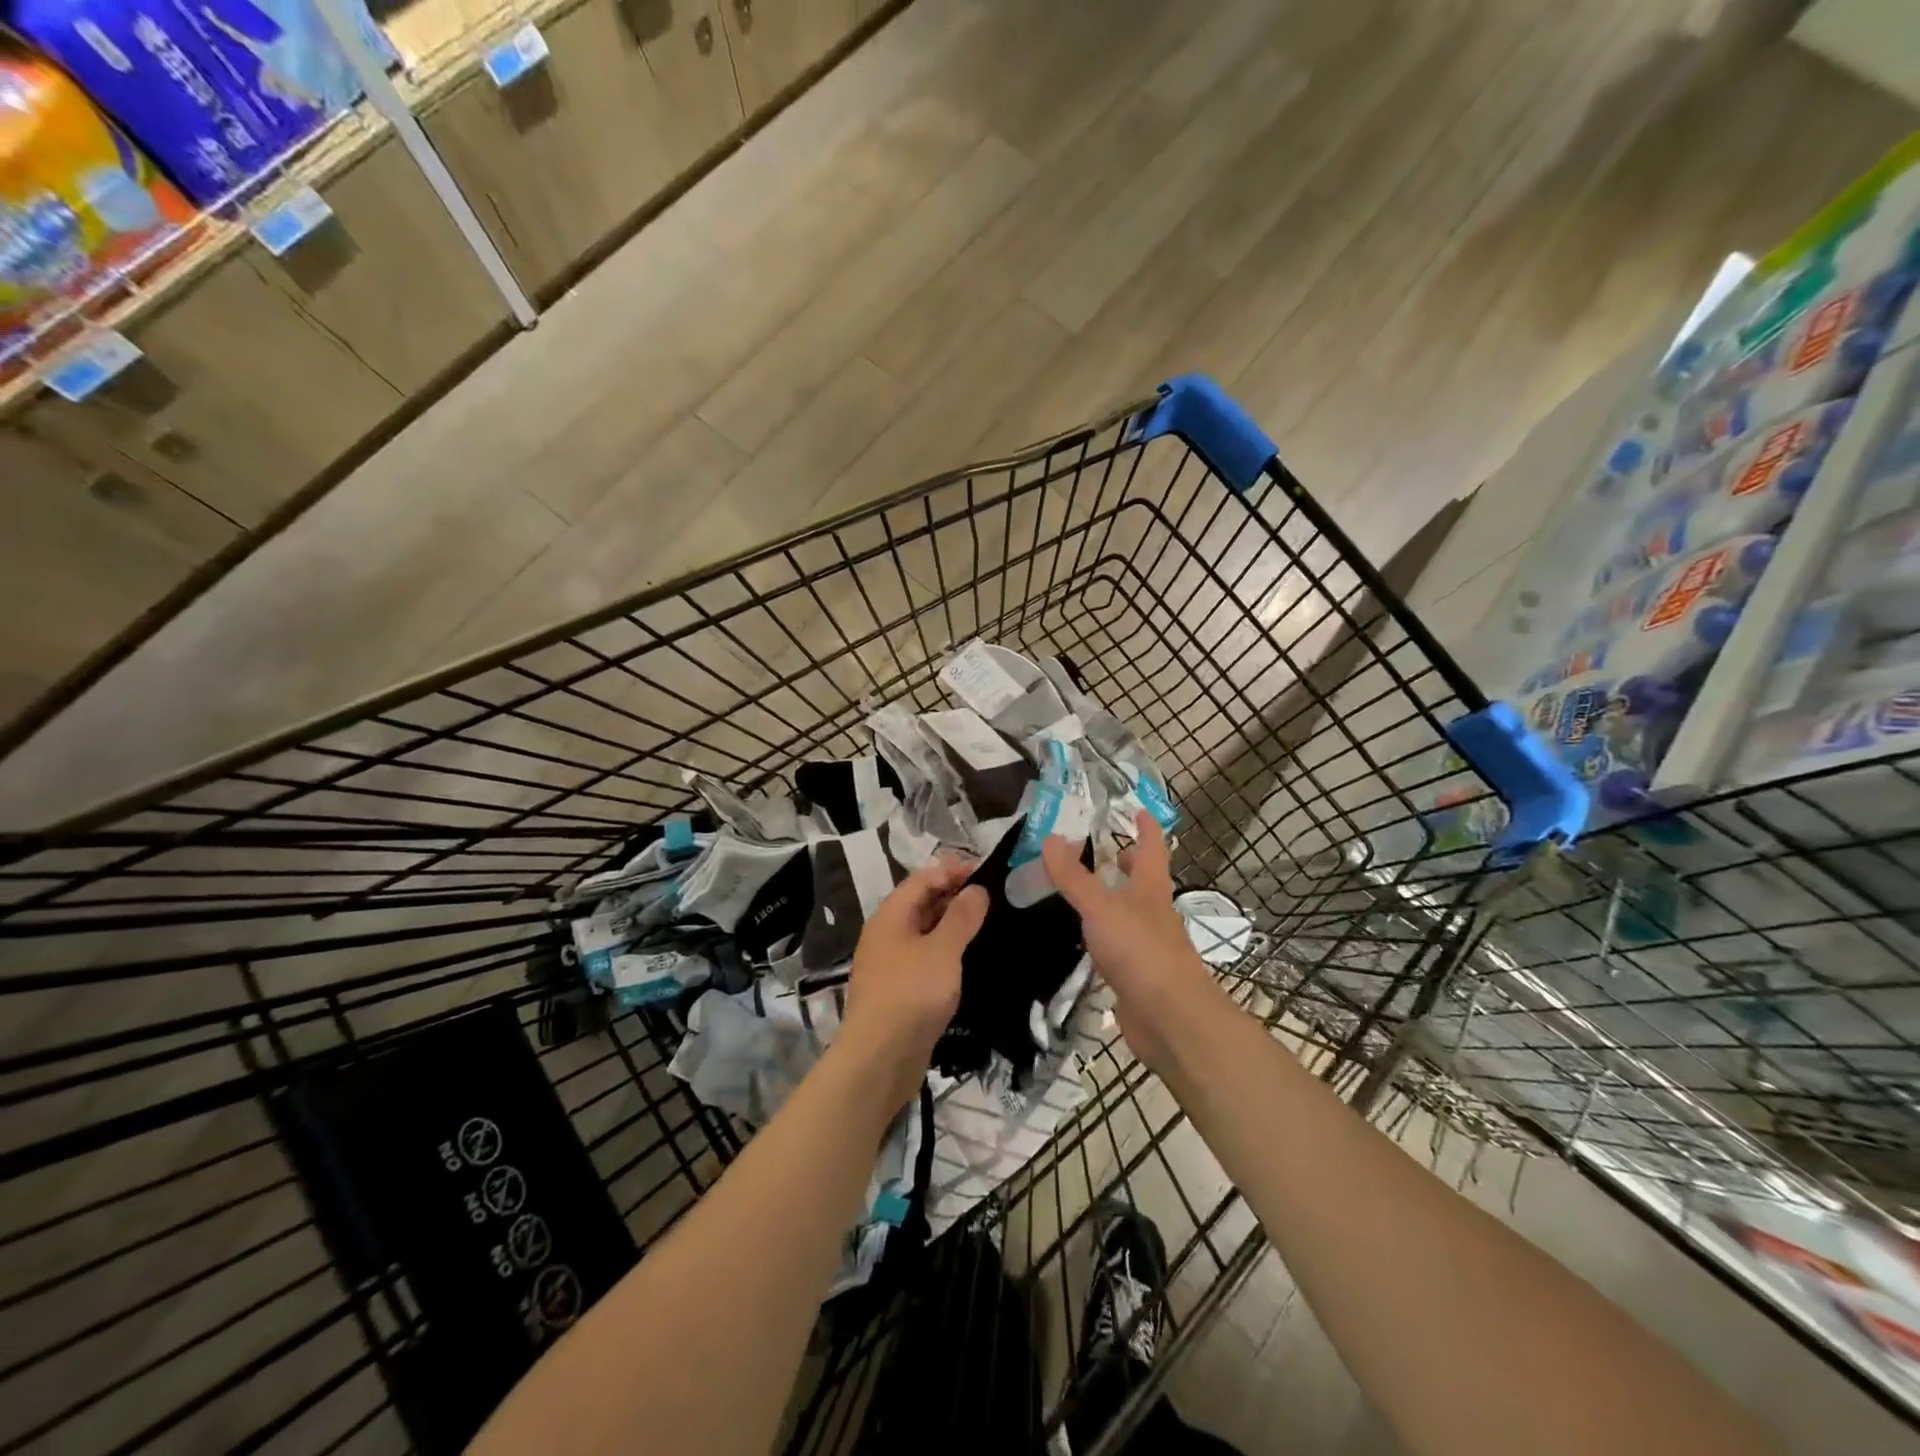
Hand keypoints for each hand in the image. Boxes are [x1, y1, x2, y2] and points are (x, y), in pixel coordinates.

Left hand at [841, 857, 989, 1109]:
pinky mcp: (900, 991)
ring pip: (925, 934)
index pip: (922, 879)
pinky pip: (926, 960)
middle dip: (955, 897)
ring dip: (953, 926)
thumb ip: (961, 917)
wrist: (880, 1060)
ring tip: (990, 925)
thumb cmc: (911, 994)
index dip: (952, 871)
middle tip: (995, 898)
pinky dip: (948, 953)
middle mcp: (887, 935)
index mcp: (891, 917)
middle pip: (922, 904)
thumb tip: (977, 889)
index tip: (987, 872)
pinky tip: (971, 960)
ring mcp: (892, 964)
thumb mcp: (942, 950)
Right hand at [1041, 812, 1221, 1072]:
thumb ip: (1074, 877)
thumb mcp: (1101, 907)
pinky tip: (1080, 940)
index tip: (1138, 809)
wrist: (1170, 1019)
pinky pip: (1116, 947)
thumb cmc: (1141, 951)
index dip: (1147, 828)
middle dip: (1128, 864)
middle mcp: (1153, 914)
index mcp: (1151, 889)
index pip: (1152, 848)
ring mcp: (1147, 947)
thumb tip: (1050, 837)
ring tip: (1079, 892)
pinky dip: (1101, 937)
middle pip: (1144, 881)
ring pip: (1128, 914)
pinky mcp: (1136, 977)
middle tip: (1103, 851)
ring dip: (1111, 901)